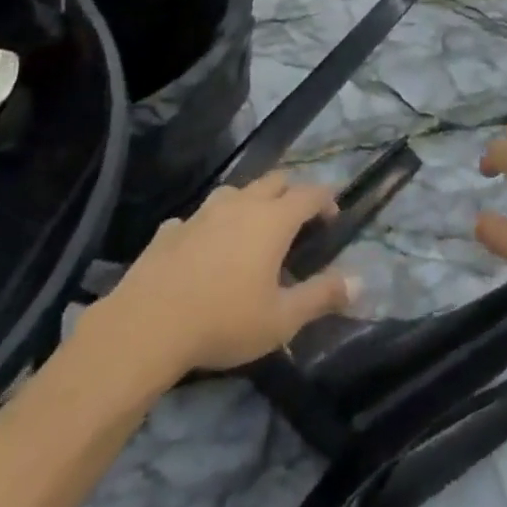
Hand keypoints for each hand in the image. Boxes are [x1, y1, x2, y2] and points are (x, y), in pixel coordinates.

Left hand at [95, 173, 358, 380]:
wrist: (146, 326)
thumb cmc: (224, 321)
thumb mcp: (282, 319)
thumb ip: (322, 296)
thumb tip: (360, 282)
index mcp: (273, 220)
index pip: (309, 193)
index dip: (326, 199)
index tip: (334, 214)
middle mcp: (241, 205)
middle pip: (273, 181)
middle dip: (291, 192)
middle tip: (298, 218)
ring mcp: (202, 214)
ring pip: (234, 192)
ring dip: (249, 202)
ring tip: (251, 228)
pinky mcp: (170, 231)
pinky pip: (196, 218)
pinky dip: (208, 226)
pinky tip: (202, 247)